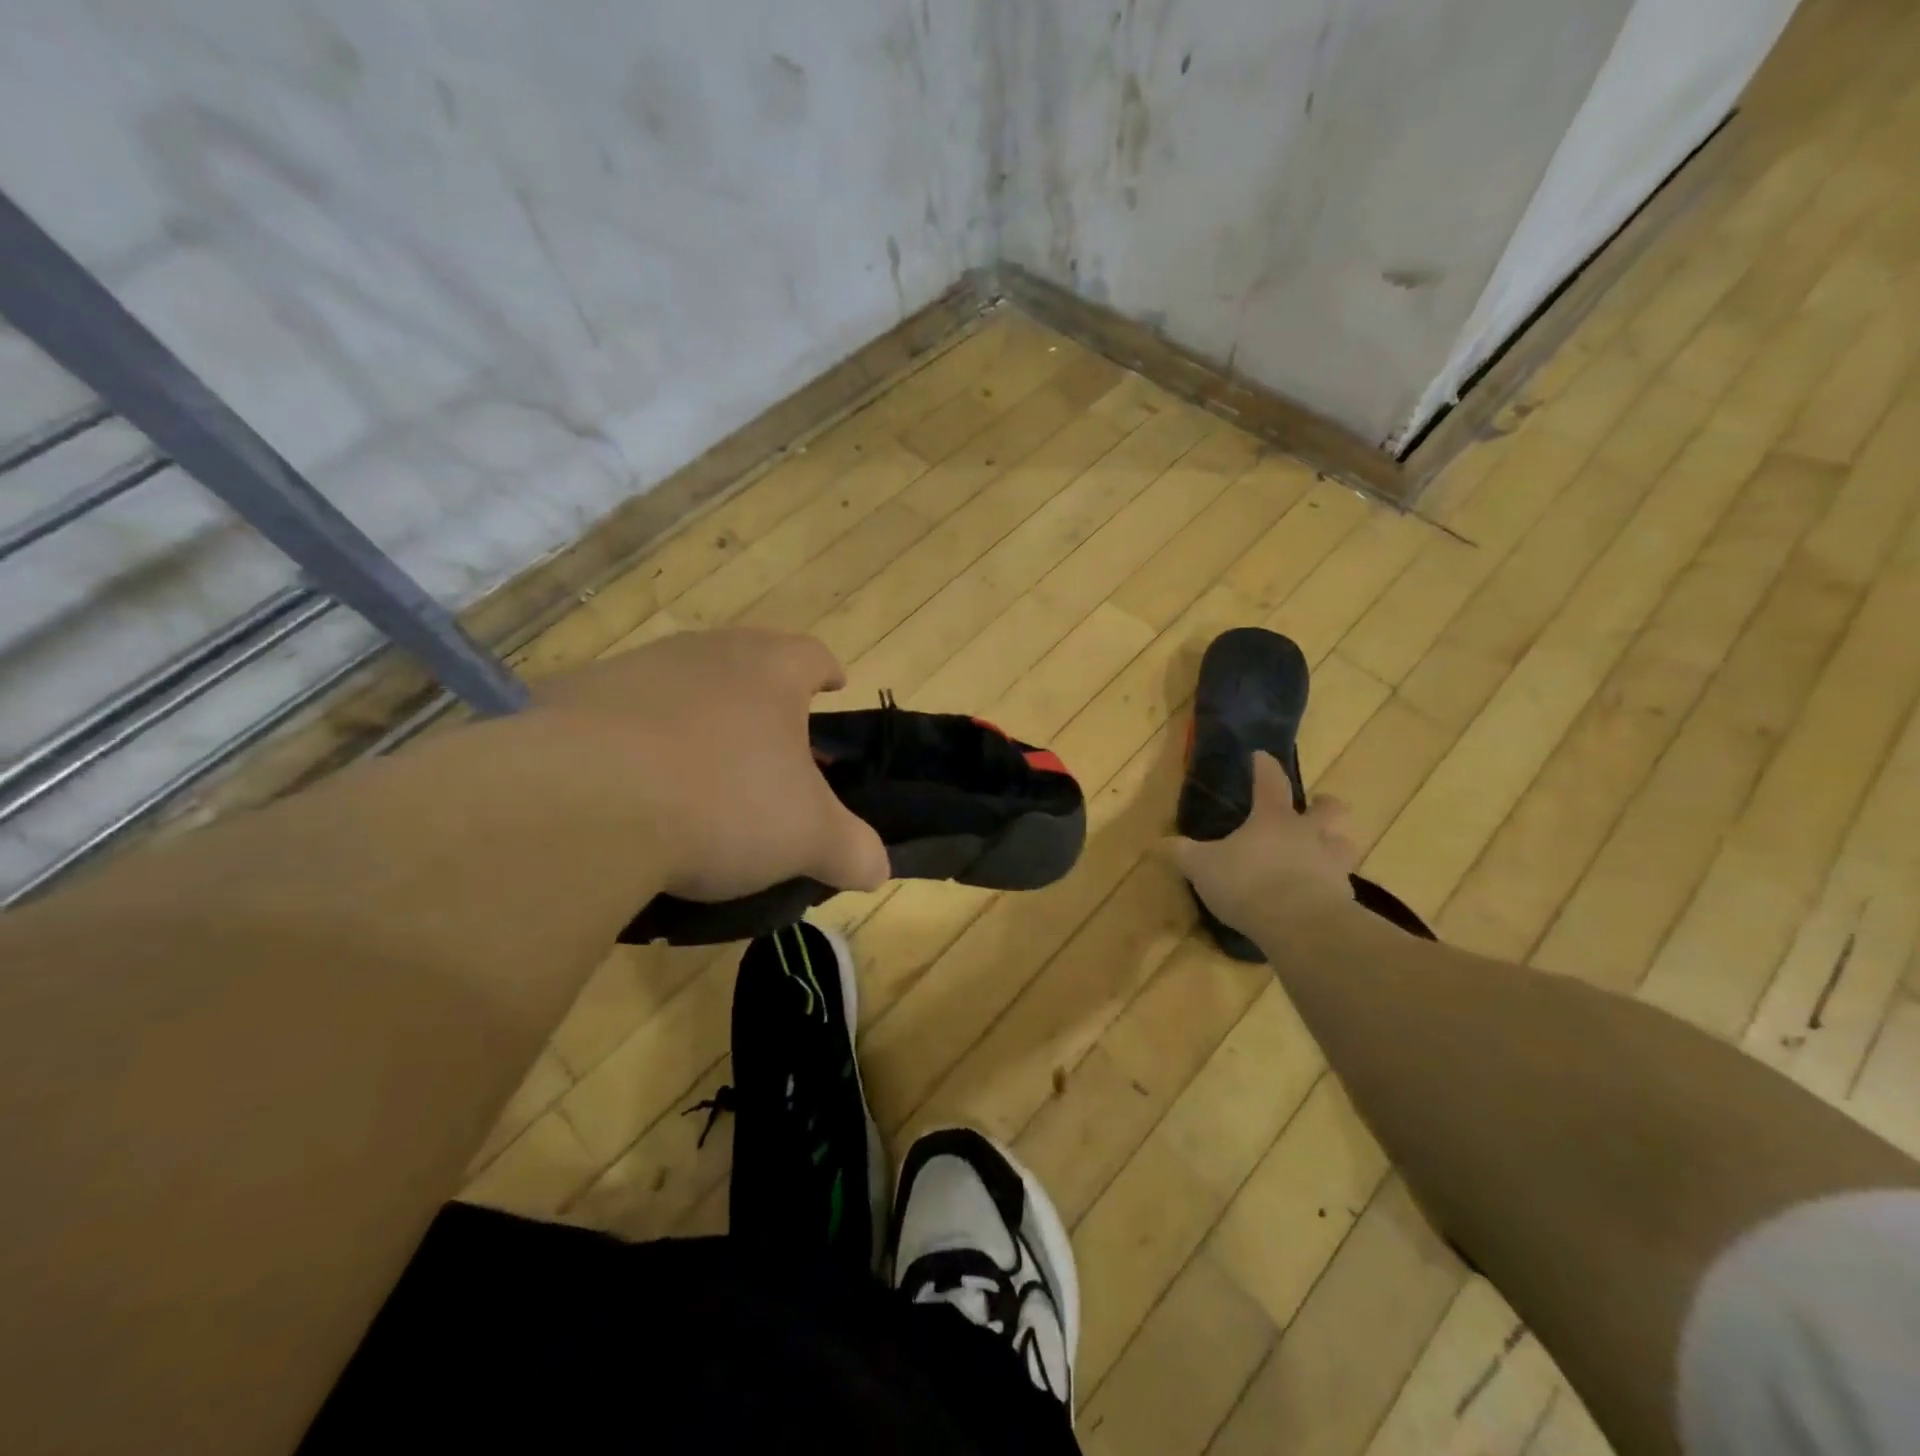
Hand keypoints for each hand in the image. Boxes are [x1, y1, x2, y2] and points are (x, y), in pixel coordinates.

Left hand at [533, 628, 889, 901]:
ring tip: (698, 770)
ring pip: (680, 683)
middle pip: (745, 660)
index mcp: (769, 672)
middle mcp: (704, 654)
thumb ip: (851, 849)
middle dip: (762, 695)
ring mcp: (633, 670)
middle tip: (770, 741)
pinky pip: (617, 714)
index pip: (811, 655)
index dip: (826, 671)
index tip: (833, 685)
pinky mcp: (570, 699)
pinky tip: (628, 787)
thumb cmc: (722, 802)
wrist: (580, 802)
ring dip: (696, 715)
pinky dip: (632, 740)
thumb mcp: (806, 838)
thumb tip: (877, 868)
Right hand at [1171, 753, 1356, 937]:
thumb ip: (1182, 853)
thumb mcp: (1202, 867)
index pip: (1270, 781)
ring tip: (1323, 854)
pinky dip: (1332, 886)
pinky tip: (1319, 896)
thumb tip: (1158, 843)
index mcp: (1273, 818)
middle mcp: (1309, 834)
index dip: (1265, 767)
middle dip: (1324, 805)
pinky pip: (1341, 884)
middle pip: (1330, 809)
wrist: (1301, 926)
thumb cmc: (1248, 882)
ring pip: (1345, 845)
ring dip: (1336, 845)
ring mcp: (1332, 865)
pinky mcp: (1344, 898)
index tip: (1261, 756)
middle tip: (1317, 807)